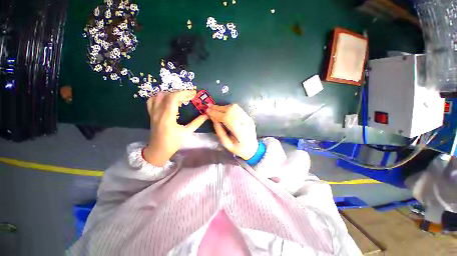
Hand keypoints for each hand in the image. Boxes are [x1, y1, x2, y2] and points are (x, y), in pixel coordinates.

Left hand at [143, 91, 207, 165]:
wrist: (158, 150)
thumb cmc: (173, 143)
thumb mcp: (187, 133)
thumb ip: (197, 122)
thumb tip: (206, 115)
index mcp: (167, 117)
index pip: (173, 98)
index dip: (184, 93)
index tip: (194, 93)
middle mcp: (158, 112)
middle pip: (167, 95)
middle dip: (180, 93)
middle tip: (190, 96)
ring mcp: (153, 112)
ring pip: (158, 96)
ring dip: (170, 93)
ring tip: (180, 97)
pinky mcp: (151, 114)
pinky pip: (152, 100)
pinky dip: (160, 97)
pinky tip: (168, 100)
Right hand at [207, 104, 257, 159]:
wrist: (253, 148)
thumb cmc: (239, 149)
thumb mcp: (227, 144)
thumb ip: (220, 132)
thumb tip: (213, 119)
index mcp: (241, 133)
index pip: (228, 119)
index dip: (217, 114)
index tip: (208, 112)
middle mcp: (246, 123)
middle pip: (231, 111)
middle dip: (218, 108)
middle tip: (209, 107)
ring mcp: (248, 118)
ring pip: (234, 107)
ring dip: (223, 107)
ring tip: (214, 108)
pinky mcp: (248, 116)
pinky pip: (237, 108)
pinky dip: (228, 107)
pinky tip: (222, 109)